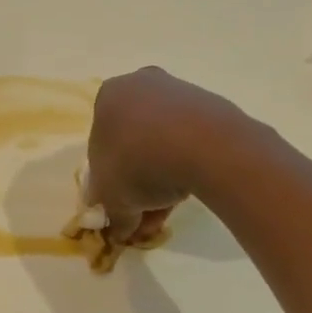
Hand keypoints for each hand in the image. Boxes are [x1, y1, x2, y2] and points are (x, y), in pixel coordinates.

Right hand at [87, 67, 243, 244]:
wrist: (205, 146)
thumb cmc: (139, 164)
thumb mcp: (111, 198)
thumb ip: (111, 214)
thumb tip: (120, 227)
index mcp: (109, 96)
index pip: (101, 145)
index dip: (109, 182)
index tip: (121, 207)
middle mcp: (141, 85)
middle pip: (133, 144)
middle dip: (138, 185)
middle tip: (146, 216)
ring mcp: (179, 92)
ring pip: (162, 143)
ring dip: (162, 179)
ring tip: (169, 213)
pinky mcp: (210, 105)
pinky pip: (189, 140)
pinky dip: (186, 165)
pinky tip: (190, 192)